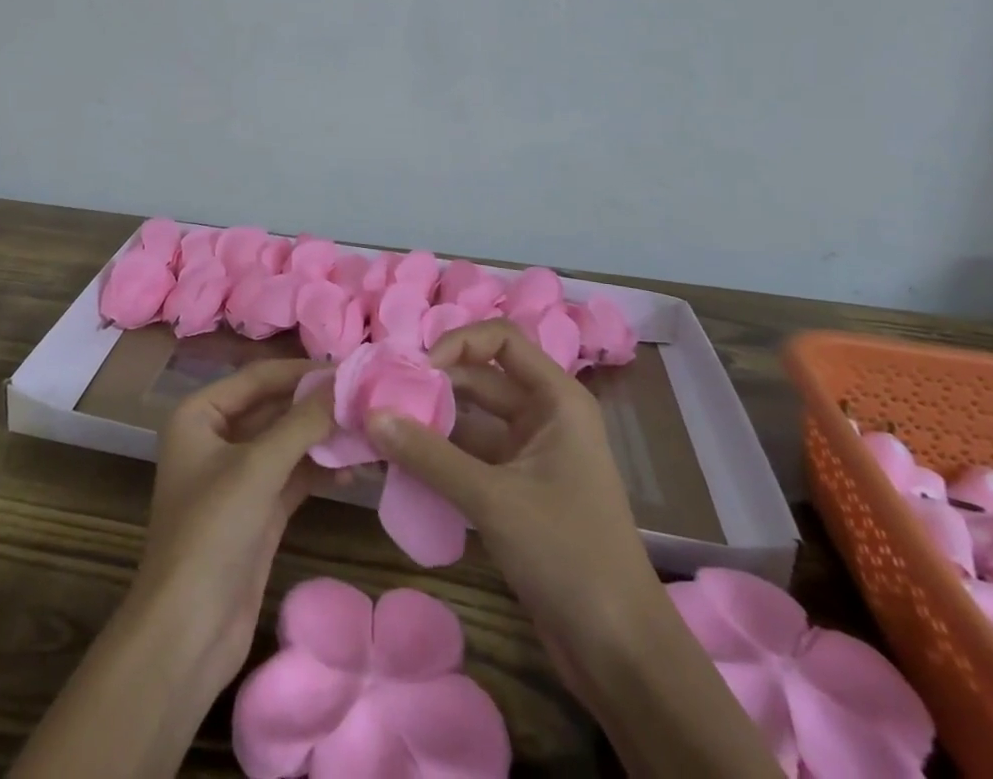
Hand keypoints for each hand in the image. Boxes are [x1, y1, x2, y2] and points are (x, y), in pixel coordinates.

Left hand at [133, 358, 335, 690]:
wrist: (187, 634)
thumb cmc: (211, 533)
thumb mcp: (258, 468)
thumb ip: (302, 422)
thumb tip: (343, 382)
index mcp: (200, 414)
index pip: (259, 377)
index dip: (303, 371)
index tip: (351, 367)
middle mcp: (216, 437)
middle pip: (274, 408)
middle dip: (317, 406)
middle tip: (367, 398)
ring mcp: (237, 476)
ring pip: (287, 443)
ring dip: (324, 439)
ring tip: (369, 432)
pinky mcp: (257, 510)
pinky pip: (293, 475)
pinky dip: (320, 470)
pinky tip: (355, 470)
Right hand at [363, 319, 651, 696]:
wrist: (621, 653)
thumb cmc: (567, 554)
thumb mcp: (493, 500)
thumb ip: (429, 455)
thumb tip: (371, 415)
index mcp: (556, 399)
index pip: (501, 338)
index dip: (458, 343)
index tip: (419, 371)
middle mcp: (544, 416)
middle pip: (481, 378)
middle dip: (434, 385)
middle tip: (384, 400)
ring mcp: (531, 455)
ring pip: (472, 420)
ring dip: (432, 424)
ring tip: (382, 430)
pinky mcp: (518, 491)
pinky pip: (471, 458)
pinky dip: (440, 458)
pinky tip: (402, 466)